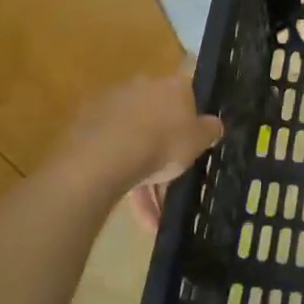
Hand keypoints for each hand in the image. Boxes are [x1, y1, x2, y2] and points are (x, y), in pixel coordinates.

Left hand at [67, 73, 220, 207]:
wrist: (106, 155)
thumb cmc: (163, 142)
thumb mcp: (199, 140)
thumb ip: (210, 130)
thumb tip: (214, 124)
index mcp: (172, 86)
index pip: (188, 96)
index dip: (192, 121)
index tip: (194, 143)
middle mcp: (142, 88)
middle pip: (159, 121)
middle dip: (166, 153)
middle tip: (173, 183)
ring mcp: (112, 106)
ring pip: (135, 143)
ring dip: (145, 177)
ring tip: (151, 217)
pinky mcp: (89, 127)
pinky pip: (114, 155)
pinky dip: (124, 179)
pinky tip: (133, 210)